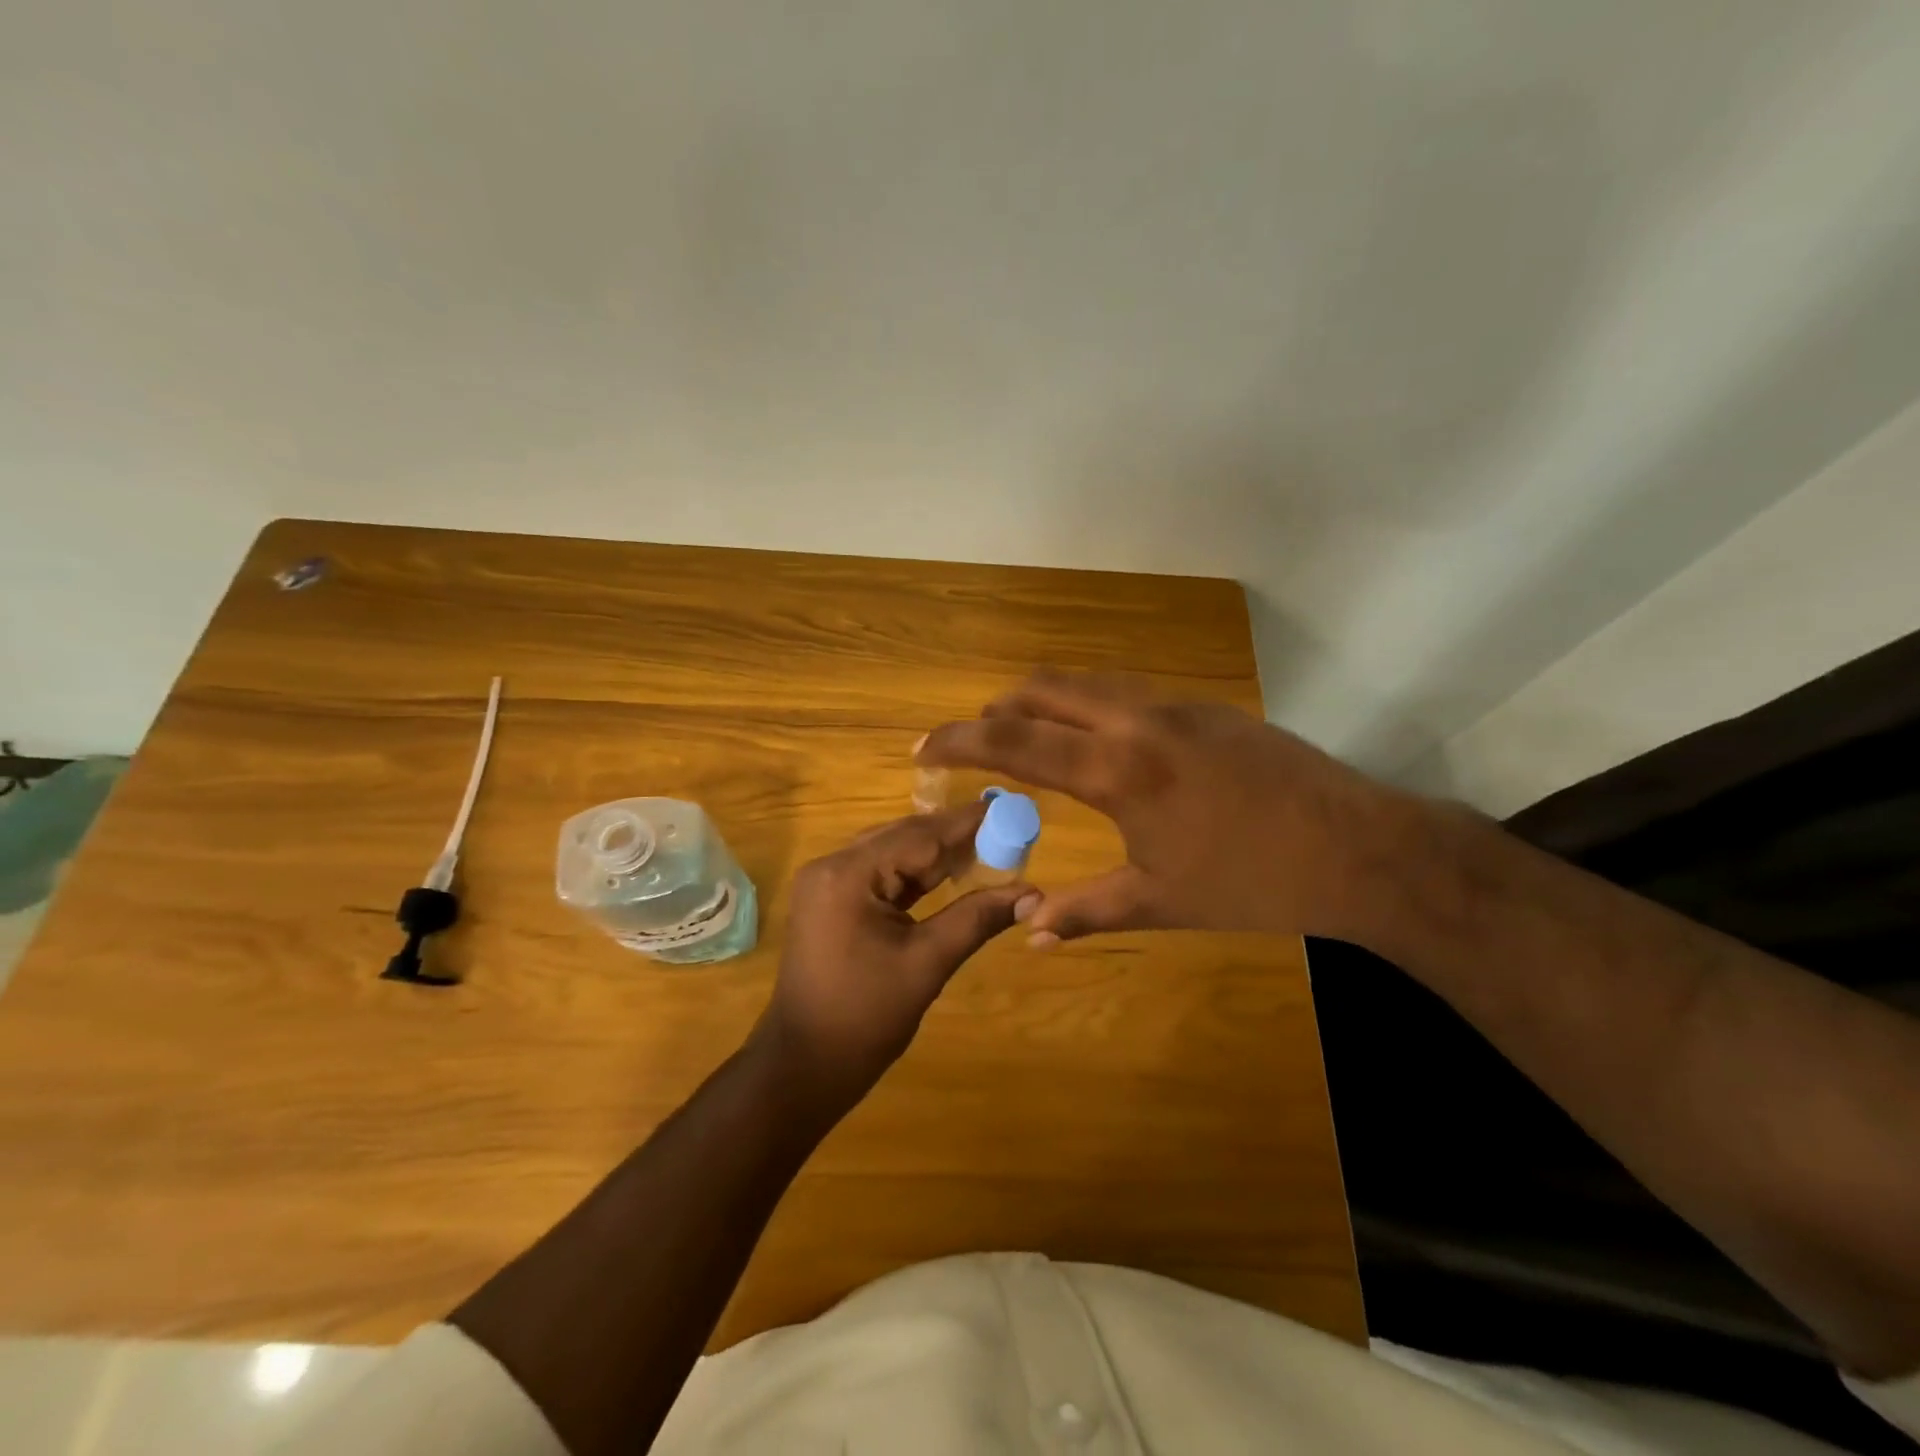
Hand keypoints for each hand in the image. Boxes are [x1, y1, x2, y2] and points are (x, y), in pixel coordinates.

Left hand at [753, 805, 1026, 1108]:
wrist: (805, 1067)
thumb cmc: (865, 1018)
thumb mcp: (927, 963)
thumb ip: (977, 919)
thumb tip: (1033, 894)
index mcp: (848, 875)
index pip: (918, 836)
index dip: (966, 823)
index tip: (1009, 809)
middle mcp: (831, 866)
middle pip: (903, 838)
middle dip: (953, 835)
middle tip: (1005, 828)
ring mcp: (827, 883)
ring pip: (892, 854)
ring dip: (936, 854)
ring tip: (987, 845)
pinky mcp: (831, 902)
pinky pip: (880, 875)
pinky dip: (914, 875)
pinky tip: (949, 872)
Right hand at [916, 669, 1412, 944]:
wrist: (1357, 848)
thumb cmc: (1250, 883)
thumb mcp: (1159, 901)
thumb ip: (1086, 912)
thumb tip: (1030, 931)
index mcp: (1117, 769)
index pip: (1014, 739)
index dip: (959, 740)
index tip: (923, 747)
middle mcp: (1137, 720)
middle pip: (1043, 687)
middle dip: (998, 709)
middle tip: (980, 743)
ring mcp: (1176, 706)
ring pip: (1088, 681)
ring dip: (1046, 702)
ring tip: (1035, 742)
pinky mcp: (1206, 708)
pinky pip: (1127, 691)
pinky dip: (1091, 706)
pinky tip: (1105, 748)